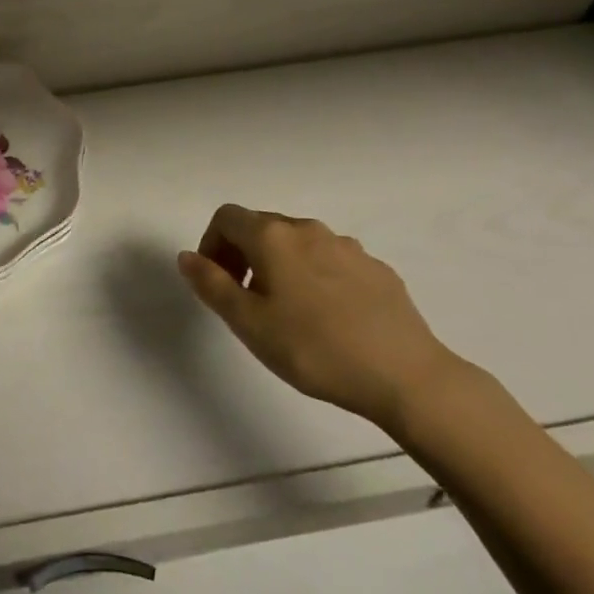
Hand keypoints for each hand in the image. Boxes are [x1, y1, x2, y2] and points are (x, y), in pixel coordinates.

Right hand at [178, 204, 468, 433]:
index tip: (216, 282)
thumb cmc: (314, 349)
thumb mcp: (249, 324)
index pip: (226, 217)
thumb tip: (187, 256)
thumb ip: (212, 285)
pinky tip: (328, 319)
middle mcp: (307, 229)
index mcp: (273, 236)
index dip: (211, 244)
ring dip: (280, 266)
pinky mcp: (376, 268)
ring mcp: (346, 246)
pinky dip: (316, 278)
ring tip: (287, 314)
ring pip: (298, 244)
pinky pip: (331, 261)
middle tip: (244, 302)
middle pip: (261, 227)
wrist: (406, 375)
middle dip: (243, 255)